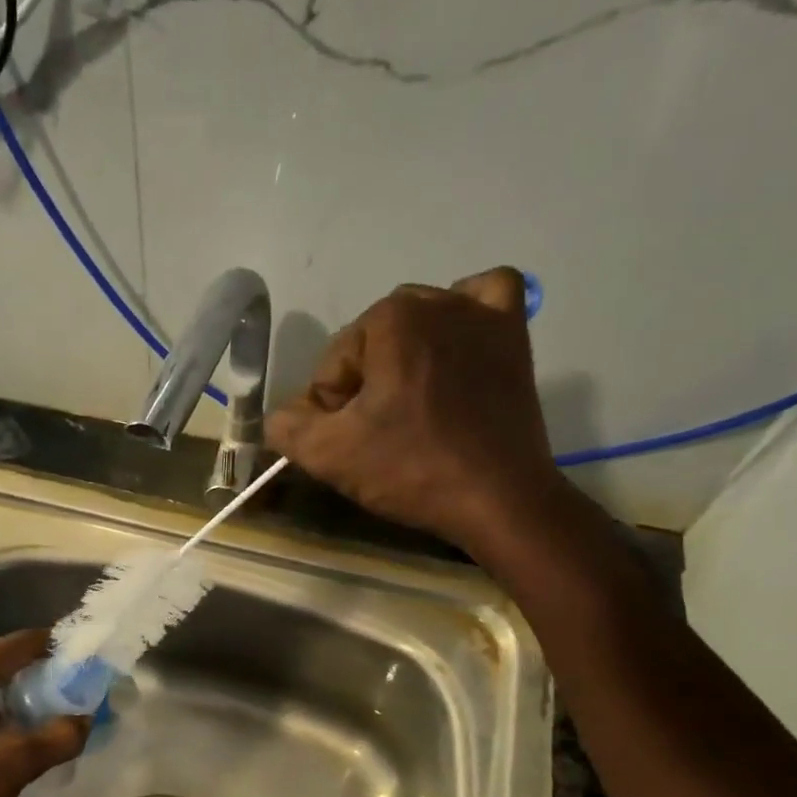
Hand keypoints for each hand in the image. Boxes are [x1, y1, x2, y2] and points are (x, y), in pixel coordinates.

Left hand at [0, 630, 89, 796]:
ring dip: (18, 682)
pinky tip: (18, 720)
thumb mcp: (17, 764)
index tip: (82, 649)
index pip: (17, 644)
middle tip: (73, 672)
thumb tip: (87, 720)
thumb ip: (59, 737)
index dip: (52, 643)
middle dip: (37, 662)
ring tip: (53, 694)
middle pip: (0, 656)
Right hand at [266, 267, 576, 561]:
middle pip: (372, 341)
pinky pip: (487, 297)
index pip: (333, 362)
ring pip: (420, 320)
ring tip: (412, 401)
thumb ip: (287, 427)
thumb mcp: (329, 455)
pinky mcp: (515, 336)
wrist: (499, 500)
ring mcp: (483, 315)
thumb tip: (282, 416)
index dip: (330, 407)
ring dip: (405, 353)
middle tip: (377, 430)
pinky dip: (467, 314)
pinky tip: (457, 345)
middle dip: (365, 381)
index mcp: (390, 319)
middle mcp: (437, 302)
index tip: (348, 442)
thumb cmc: (412, 470)